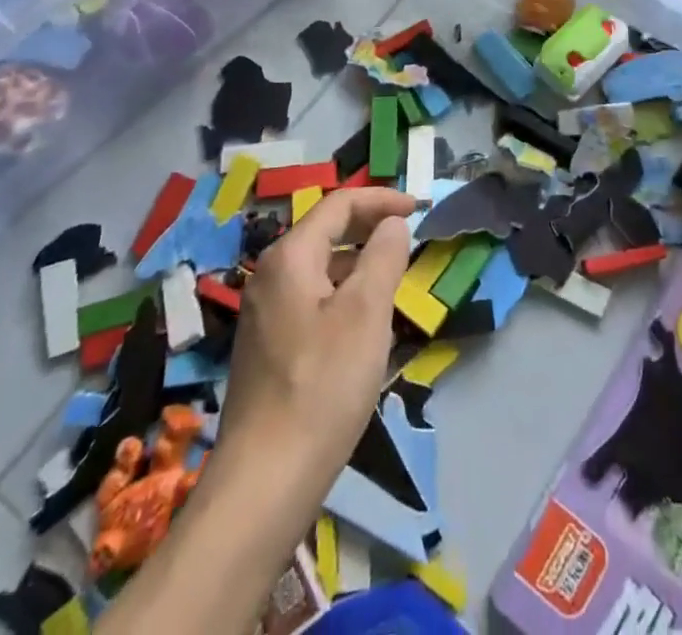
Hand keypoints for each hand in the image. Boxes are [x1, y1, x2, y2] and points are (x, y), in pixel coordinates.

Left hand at [214, 187, 414, 502]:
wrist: (264, 482)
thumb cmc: (323, 385)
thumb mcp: (367, 312)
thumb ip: (384, 256)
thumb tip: (391, 224)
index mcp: (290, 257)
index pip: (339, 204)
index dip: (381, 200)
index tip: (418, 208)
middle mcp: (270, 276)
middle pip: (325, 231)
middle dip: (368, 227)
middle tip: (407, 237)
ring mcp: (264, 314)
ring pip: (319, 268)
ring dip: (358, 263)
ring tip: (394, 280)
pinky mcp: (267, 348)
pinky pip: (311, 300)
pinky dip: (342, 294)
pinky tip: (363, 326)